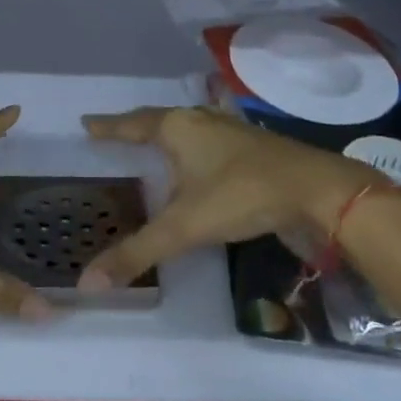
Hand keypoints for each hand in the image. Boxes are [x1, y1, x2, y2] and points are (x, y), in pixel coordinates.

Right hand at [76, 106, 385, 293]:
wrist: (314, 189)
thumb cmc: (241, 195)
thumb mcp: (185, 227)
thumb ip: (137, 253)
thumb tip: (86, 282)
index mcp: (177, 128)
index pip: (132, 124)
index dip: (108, 127)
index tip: (87, 123)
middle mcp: (199, 120)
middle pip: (158, 119)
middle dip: (134, 126)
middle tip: (112, 132)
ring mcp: (228, 128)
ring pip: (187, 125)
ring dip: (166, 131)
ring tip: (151, 141)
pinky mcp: (250, 143)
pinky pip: (208, 135)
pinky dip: (193, 142)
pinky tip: (200, 154)